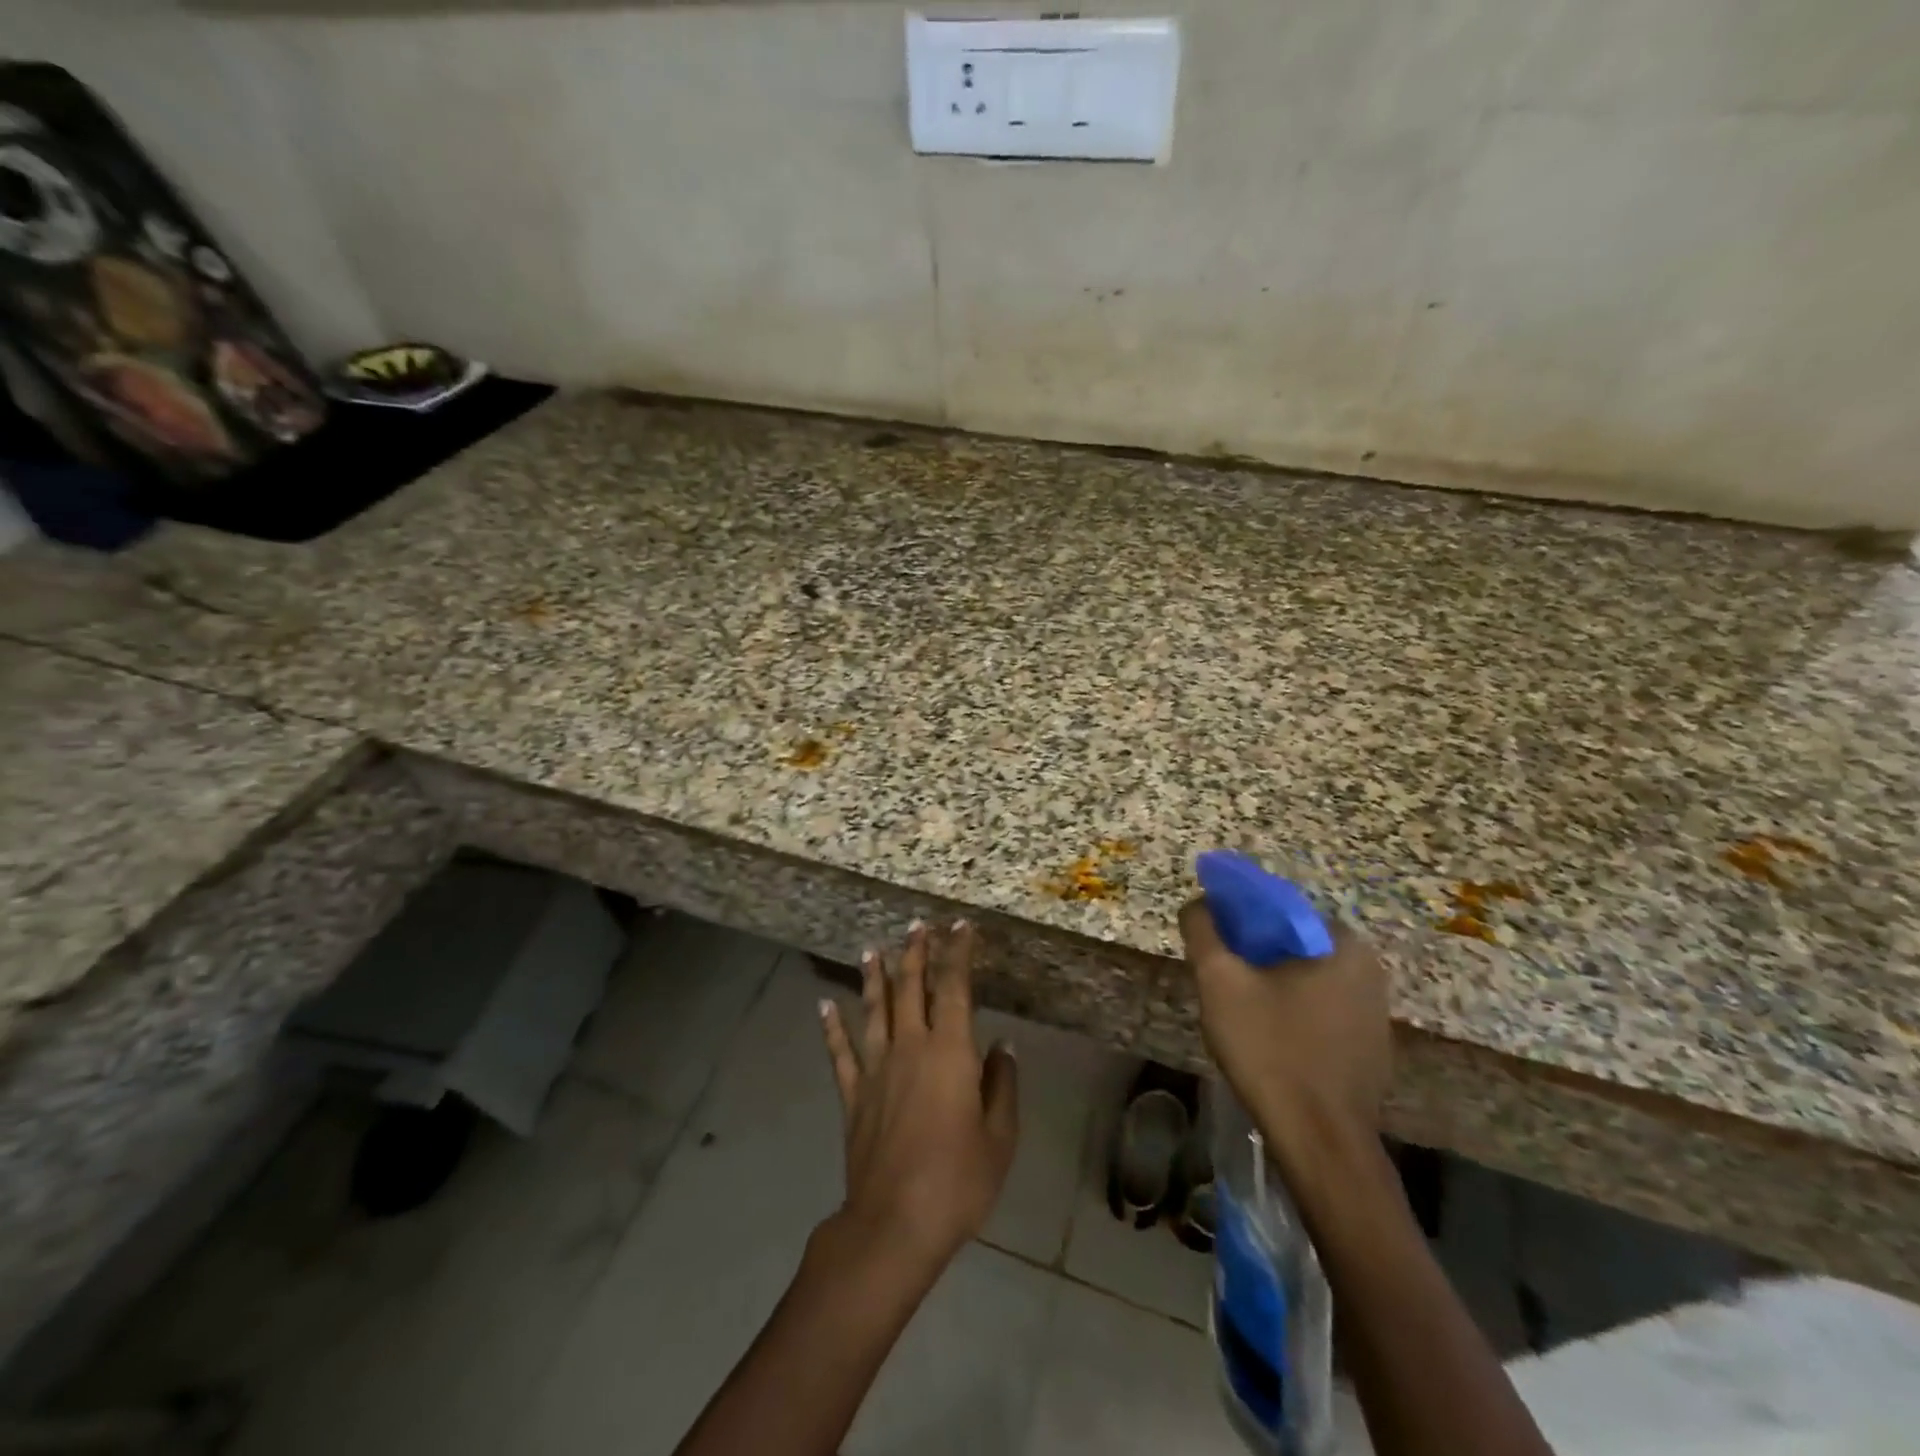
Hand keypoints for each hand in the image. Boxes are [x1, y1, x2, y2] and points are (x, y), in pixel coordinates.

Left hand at [819, 920, 1018, 1273]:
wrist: (895, 1223)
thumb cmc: (958, 1180)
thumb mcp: (1000, 1136)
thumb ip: (1001, 1085)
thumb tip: (1003, 1045)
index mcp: (950, 1051)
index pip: (953, 988)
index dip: (957, 953)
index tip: (959, 927)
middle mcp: (910, 1047)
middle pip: (910, 988)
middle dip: (915, 953)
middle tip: (916, 926)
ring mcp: (876, 1069)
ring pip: (874, 1010)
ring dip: (873, 977)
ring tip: (870, 949)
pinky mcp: (854, 1096)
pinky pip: (841, 1053)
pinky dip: (832, 1027)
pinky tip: (824, 1005)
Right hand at [1177, 899, 1390, 1157]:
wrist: (1321, 1144)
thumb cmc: (1272, 1051)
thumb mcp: (1221, 982)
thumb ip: (1204, 931)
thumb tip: (1199, 903)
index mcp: (1342, 944)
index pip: (1278, 908)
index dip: (1236, 916)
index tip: (1210, 941)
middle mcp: (1368, 969)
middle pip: (1291, 942)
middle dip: (1251, 953)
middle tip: (1218, 978)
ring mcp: (1374, 1011)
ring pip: (1304, 977)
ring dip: (1269, 983)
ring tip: (1235, 1009)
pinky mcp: (1369, 1046)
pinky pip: (1319, 1009)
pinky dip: (1289, 1010)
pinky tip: (1266, 1037)